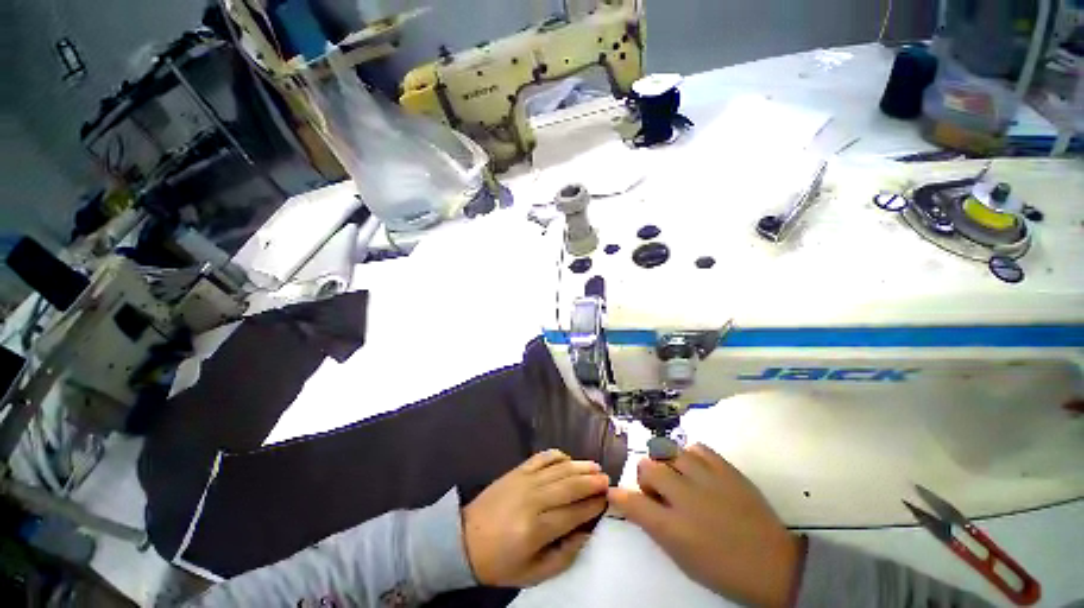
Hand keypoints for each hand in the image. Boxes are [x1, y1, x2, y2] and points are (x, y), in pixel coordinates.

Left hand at [462, 449, 608, 586]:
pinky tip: (568, 458)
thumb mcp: (533, 573)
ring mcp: (524, 480)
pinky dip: (557, 455)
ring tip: (595, 467)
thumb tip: (586, 533)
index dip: (593, 505)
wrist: (464, 540)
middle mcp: (533, 499)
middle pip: (569, 486)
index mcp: (536, 529)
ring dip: (579, 466)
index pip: (573, 513)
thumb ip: (563, 556)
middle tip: (607, 480)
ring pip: (558, 469)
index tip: (607, 500)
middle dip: (591, 482)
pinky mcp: (517, 470)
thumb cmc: (499, 562)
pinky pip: (541, 458)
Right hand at [608, 444, 801, 607]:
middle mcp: (686, 498)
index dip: (619, 495)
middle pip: (647, 466)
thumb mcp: (682, 558)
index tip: (614, 492)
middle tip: (657, 490)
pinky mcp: (725, 468)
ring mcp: (707, 479)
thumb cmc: (723, 570)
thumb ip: (655, 527)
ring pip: (668, 451)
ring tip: (677, 477)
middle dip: (645, 476)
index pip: (633, 503)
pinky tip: (695, 469)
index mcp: (674, 528)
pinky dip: (689, 455)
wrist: (775, 564)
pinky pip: (695, 447)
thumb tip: (636, 503)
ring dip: (666, 464)